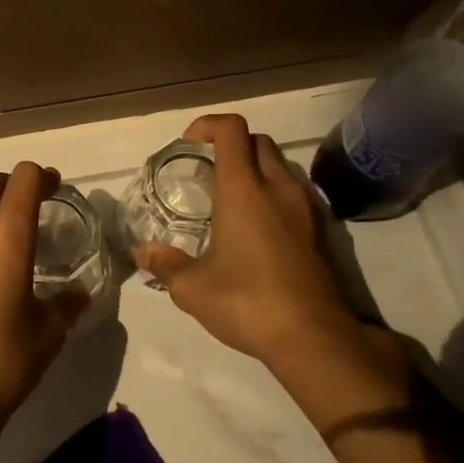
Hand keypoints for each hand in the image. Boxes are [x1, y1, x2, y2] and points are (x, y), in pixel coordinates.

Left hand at [0, 162, 89, 427]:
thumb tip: (78, 292)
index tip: (55, 189)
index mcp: (5, 239)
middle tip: (29, 206)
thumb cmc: (2, 364)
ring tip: (2, 248)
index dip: (42, 176)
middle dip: (10, 184)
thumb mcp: (48, 334)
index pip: (23, 180)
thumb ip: (67, 304)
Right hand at [135, 115, 394, 377]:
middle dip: (230, 144)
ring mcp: (304, 207)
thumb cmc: (247, 302)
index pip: (232, 129)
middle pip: (258, 141)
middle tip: (206, 171)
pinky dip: (272, 193)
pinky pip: (293, 192)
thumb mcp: (192, 288)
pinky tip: (256, 228)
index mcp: (244, 190)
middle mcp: (278, 188)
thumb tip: (143, 252)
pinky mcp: (320, 230)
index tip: (189, 145)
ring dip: (254, 168)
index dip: (208, 125)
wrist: (314, 337)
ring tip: (229, 200)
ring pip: (280, 165)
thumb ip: (165, 264)